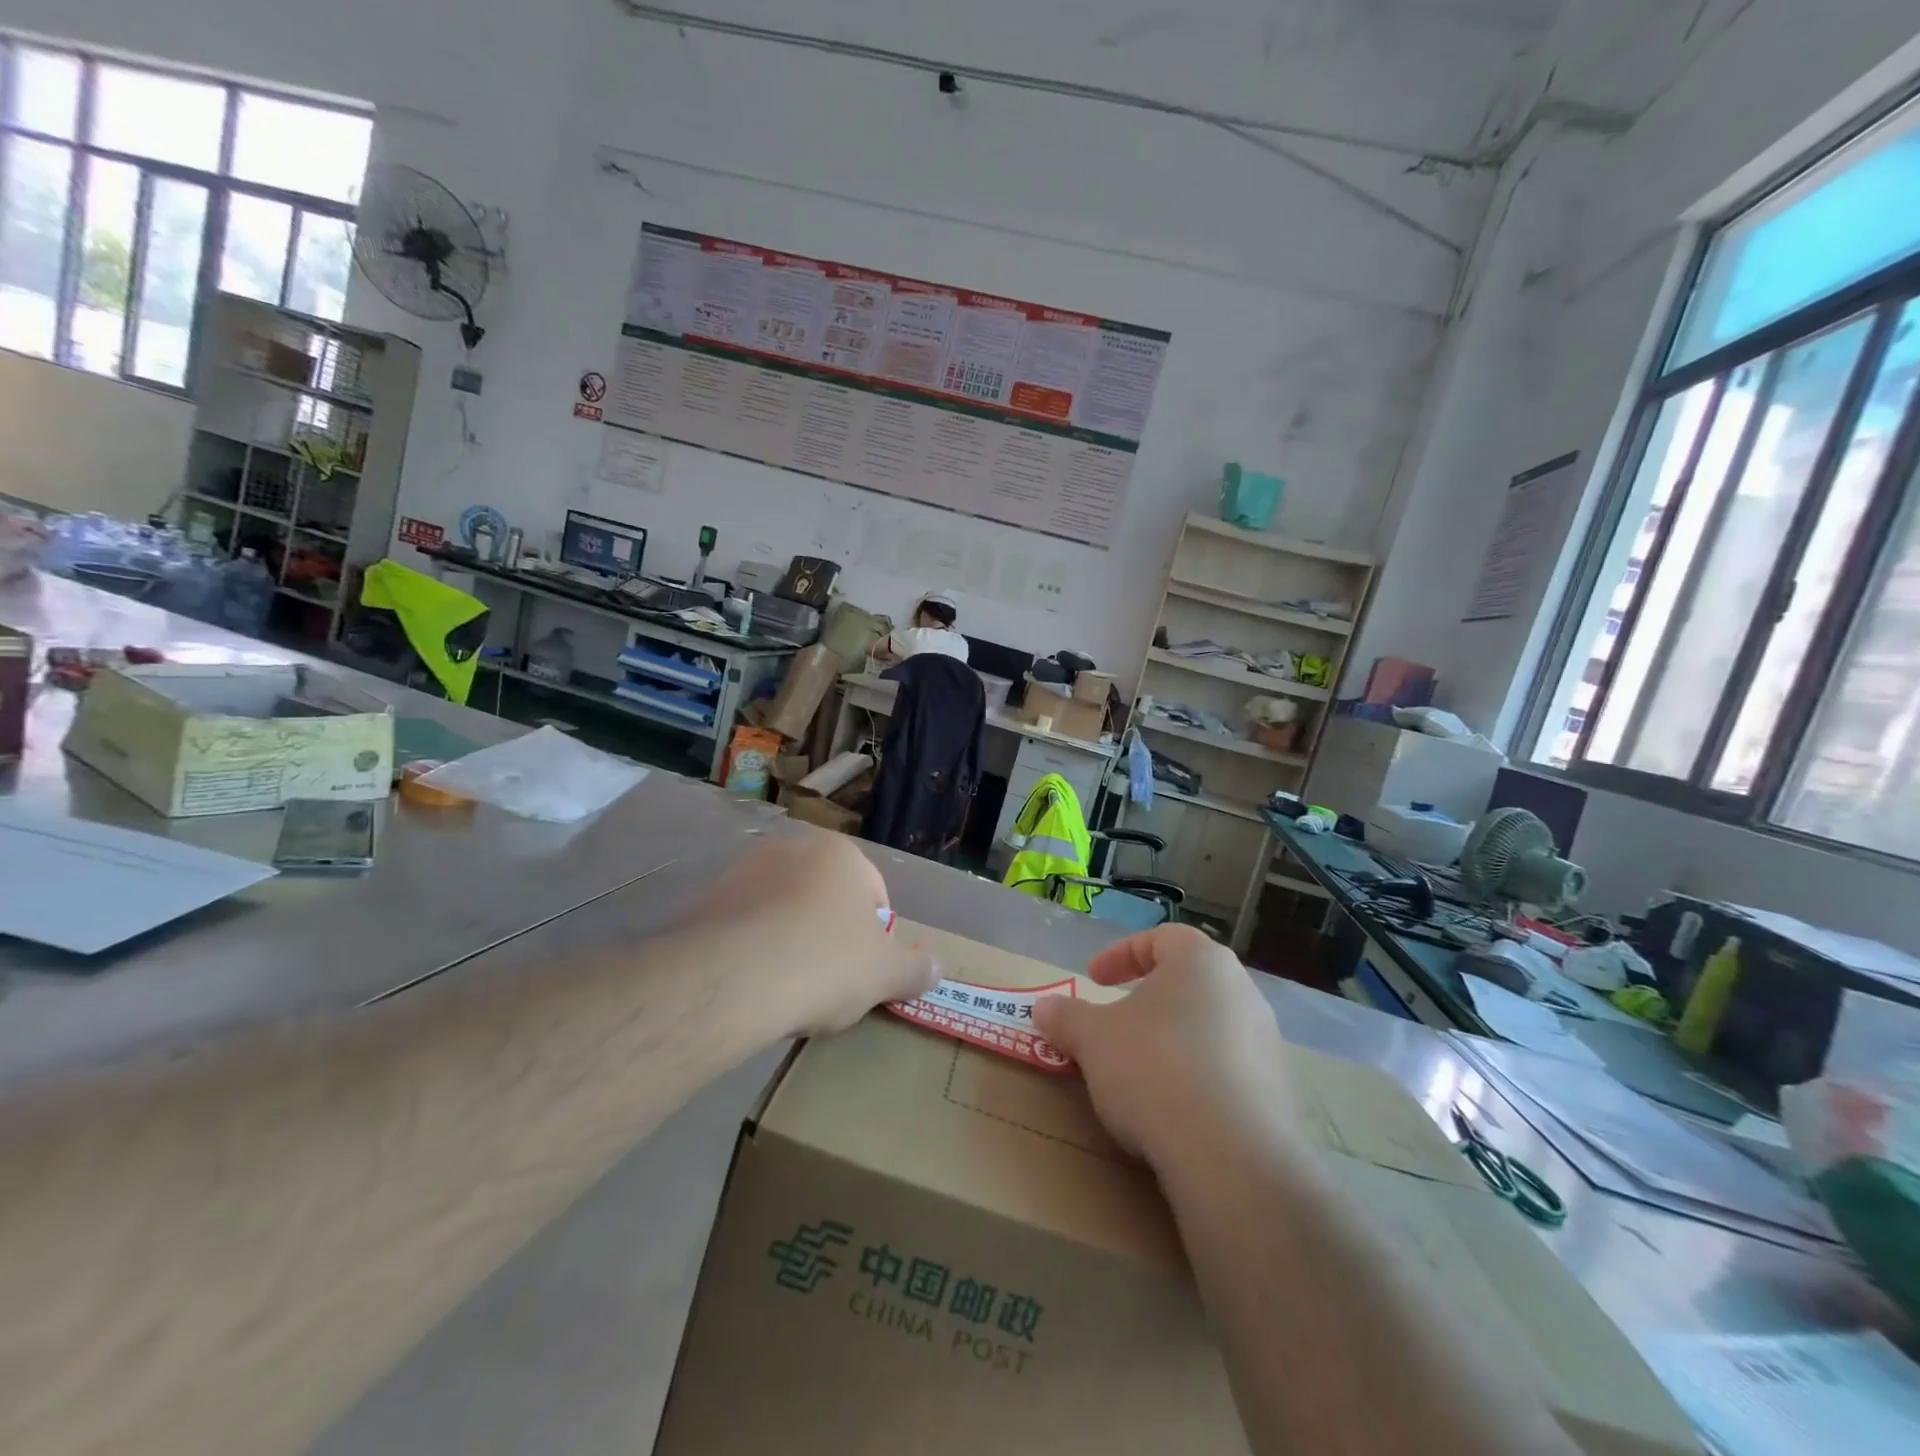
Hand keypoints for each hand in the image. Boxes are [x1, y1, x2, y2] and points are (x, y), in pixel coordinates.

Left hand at [690, 831, 935, 1038]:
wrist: (734, 978)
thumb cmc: (825, 962)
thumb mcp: (885, 974)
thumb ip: (915, 969)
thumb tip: (935, 969)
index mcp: (840, 853)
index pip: (873, 891)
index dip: (876, 935)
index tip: (865, 971)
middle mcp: (791, 848)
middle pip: (823, 897)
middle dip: (829, 934)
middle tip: (829, 981)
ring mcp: (743, 870)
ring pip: (781, 910)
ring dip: (788, 939)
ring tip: (786, 987)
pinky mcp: (705, 899)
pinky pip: (742, 926)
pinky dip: (750, 949)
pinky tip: (750, 985)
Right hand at [1033, 925, 1301, 1176]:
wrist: (1230, 1157)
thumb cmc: (1154, 1069)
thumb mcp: (1092, 1039)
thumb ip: (1066, 1017)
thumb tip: (1043, 1007)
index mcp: (1202, 962)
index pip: (1161, 938)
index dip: (1121, 955)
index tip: (1093, 980)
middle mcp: (1242, 991)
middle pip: (1187, 982)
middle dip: (1147, 1000)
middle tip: (1115, 1023)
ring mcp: (1267, 1043)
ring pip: (1209, 1026)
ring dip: (1172, 1040)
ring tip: (1140, 1071)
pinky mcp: (1278, 1092)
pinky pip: (1228, 1070)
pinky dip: (1197, 1077)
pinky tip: (1173, 1109)